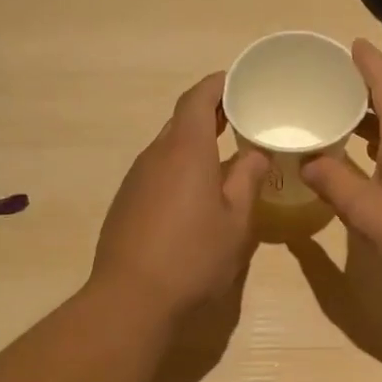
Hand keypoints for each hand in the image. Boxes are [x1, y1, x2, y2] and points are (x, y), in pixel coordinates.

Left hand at [91, 72, 269, 319]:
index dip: (218, 85)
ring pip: (167, 148)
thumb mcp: (236, 221)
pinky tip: (194, 196)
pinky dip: (179, 169)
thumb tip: (255, 152)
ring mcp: (135, 180)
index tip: (240, 83)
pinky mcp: (126, 203)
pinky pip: (156, 172)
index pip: (198, 98)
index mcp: (185, 150)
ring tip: (223, 157)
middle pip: (181, 121)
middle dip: (210, 114)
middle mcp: (155, 156)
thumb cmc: (193, 257)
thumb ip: (247, 179)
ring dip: (194, 145)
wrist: (131, 299)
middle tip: (241, 119)